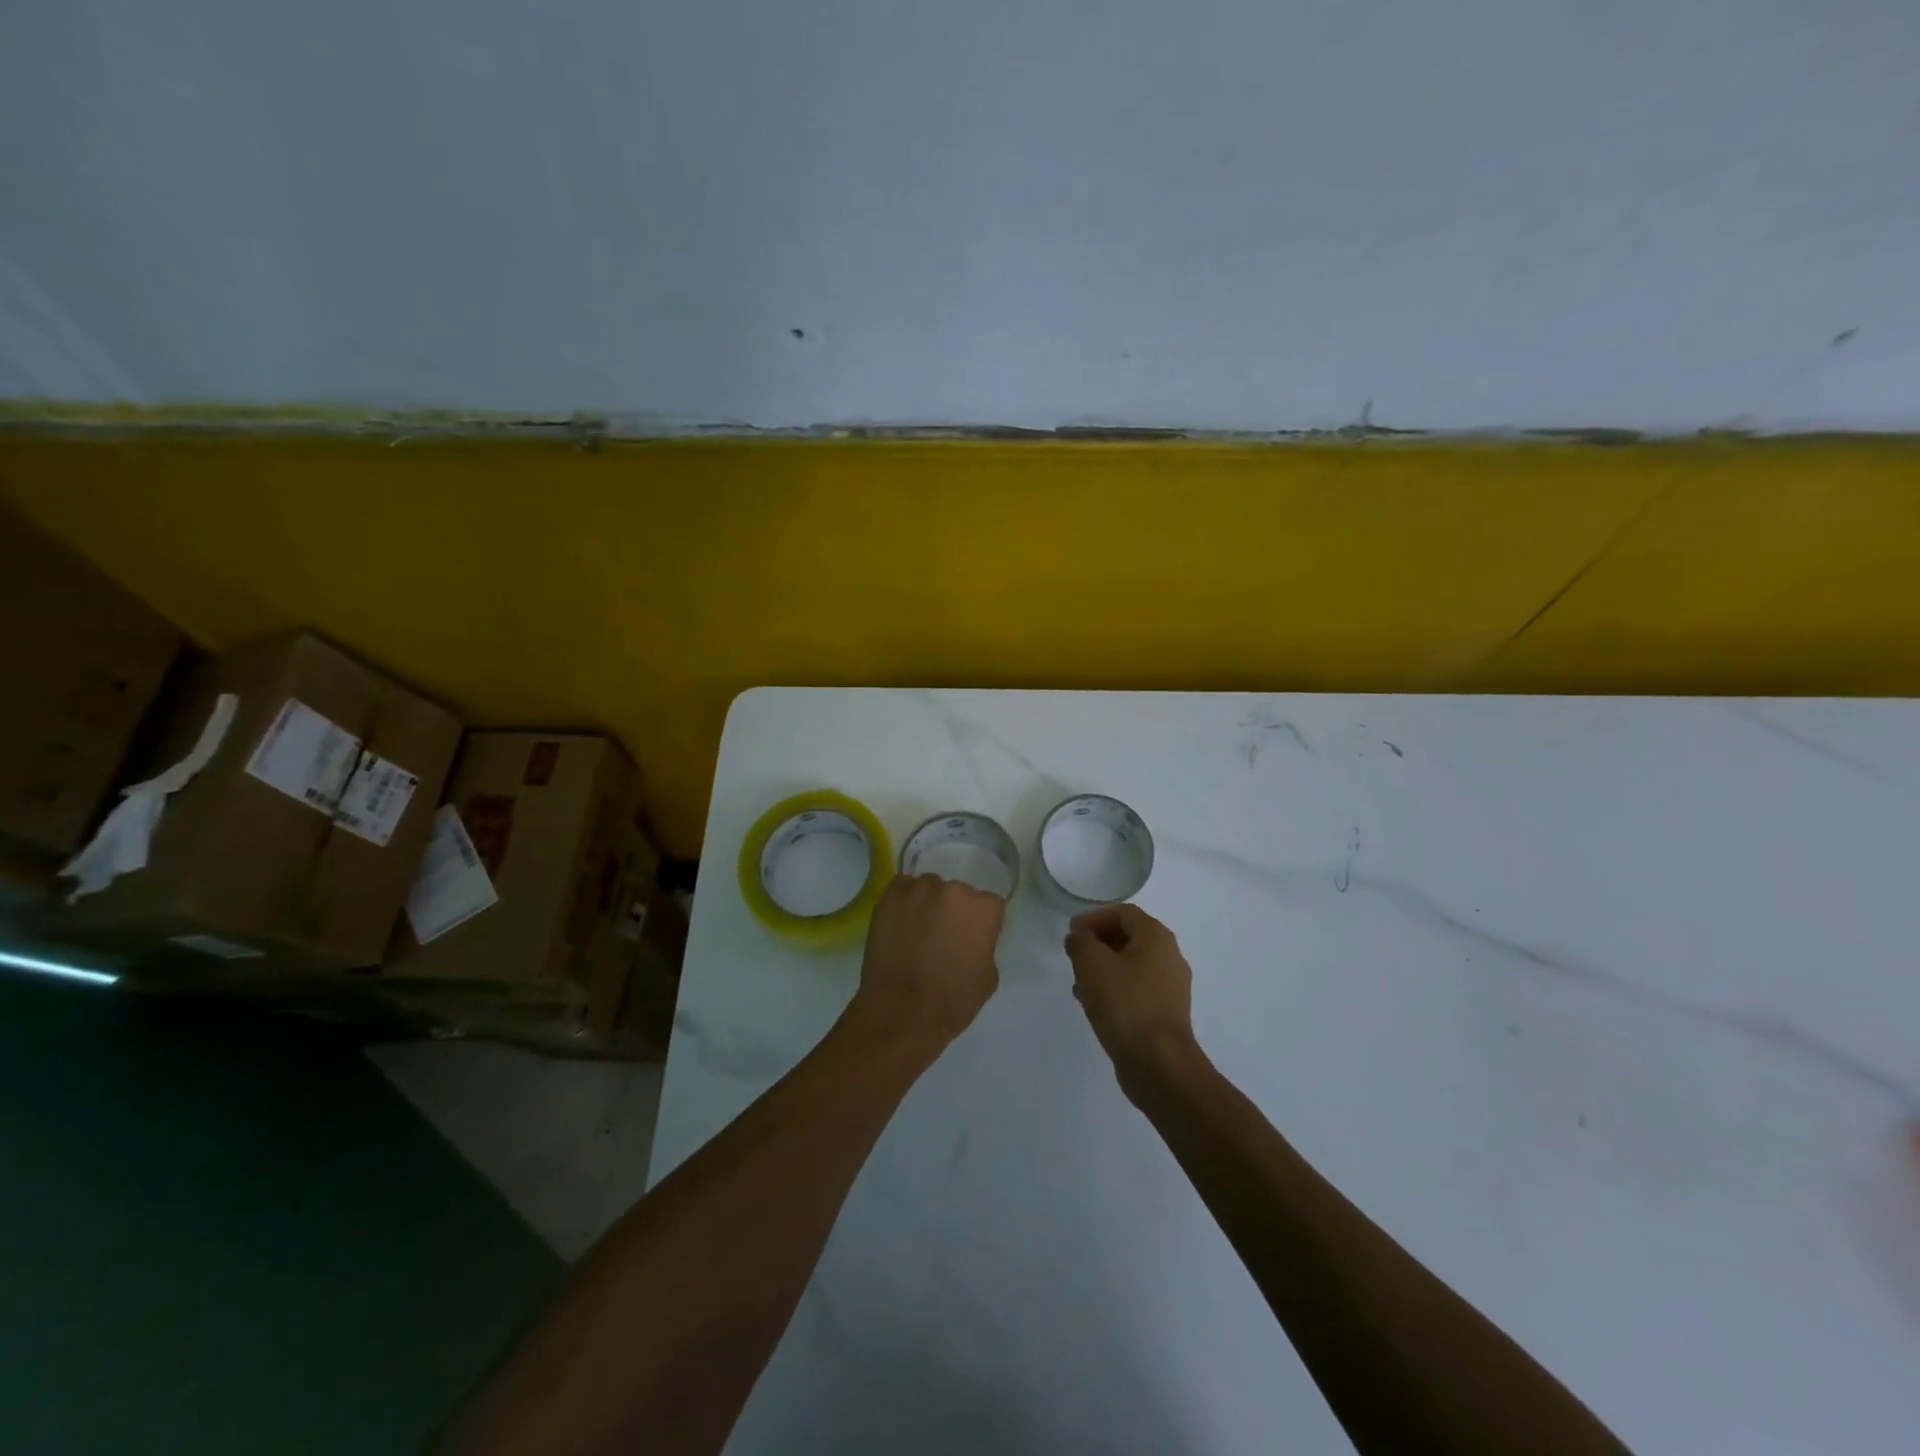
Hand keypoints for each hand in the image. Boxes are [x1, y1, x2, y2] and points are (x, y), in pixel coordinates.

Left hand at [846, 873, 1003, 1052]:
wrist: (901, 1014)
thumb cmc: (952, 1001)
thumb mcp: (988, 976)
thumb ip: (984, 944)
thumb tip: (972, 936)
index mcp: (983, 909)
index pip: (988, 905)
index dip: (980, 923)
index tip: (971, 938)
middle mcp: (953, 890)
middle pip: (958, 893)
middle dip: (953, 910)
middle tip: (942, 935)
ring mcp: (919, 890)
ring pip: (929, 888)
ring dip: (927, 903)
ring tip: (917, 930)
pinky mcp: (890, 897)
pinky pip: (902, 889)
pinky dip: (903, 902)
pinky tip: (899, 923)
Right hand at [1064, 904, 1199, 1090]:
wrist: (1159, 1064)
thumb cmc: (1125, 1004)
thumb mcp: (1092, 964)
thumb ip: (1081, 942)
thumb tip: (1080, 937)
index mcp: (1156, 937)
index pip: (1123, 913)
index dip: (1094, 917)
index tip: (1071, 933)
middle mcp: (1169, 957)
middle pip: (1129, 937)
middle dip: (1098, 942)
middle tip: (1074, 955)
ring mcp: (1171, 987)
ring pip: (1131, 965)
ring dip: (1103, 967)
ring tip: (1078, 982)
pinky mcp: (1165, 1013)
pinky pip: (1136, 989)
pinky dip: (1114, 988)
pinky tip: (1094, 1005)